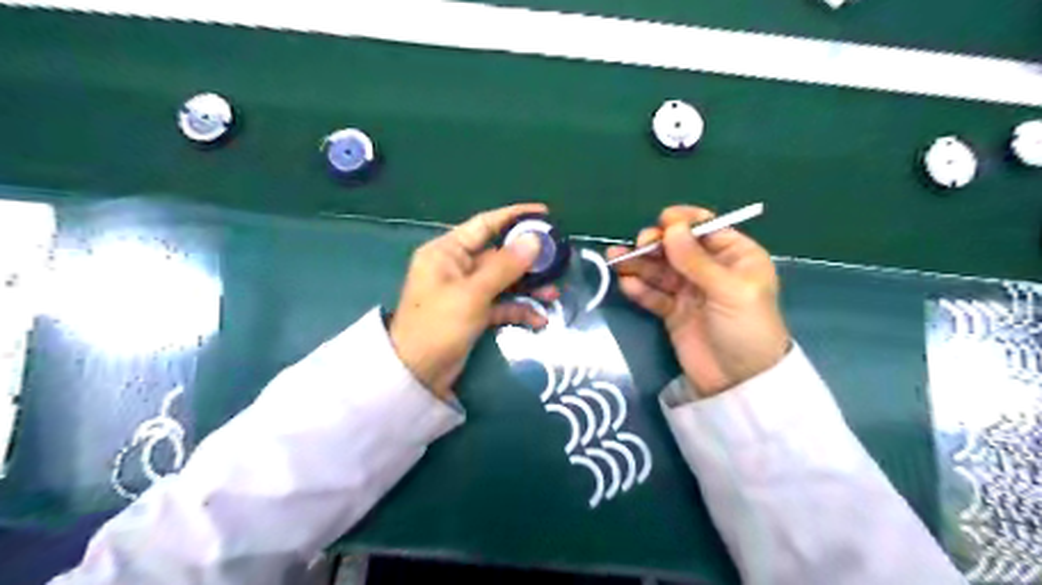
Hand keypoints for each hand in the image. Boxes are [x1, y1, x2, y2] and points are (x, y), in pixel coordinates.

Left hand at [390, 204, 557, 399]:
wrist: (417, 374)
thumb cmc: (438, 325)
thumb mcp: (473, 293)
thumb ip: (505, 266)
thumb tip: (535, 240)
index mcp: (447, 252)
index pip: (485, 224)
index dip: (514, 216)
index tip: (544, 214)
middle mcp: (457, 266)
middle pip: (500, 254)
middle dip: (529, 261)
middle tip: (558, 261)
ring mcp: (466, 290)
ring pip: (504, 281)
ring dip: (528, 288)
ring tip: (554, 295)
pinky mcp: (474, 312)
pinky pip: (501, 304)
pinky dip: (518, 309)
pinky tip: (538, 320)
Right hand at [603, 205, 790, 396]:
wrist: (739, 382)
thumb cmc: (746, 329)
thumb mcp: (729, 290)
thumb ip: (696, 260)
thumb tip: (671, 228)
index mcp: (736, 256)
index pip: (707, 229)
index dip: (683, 223)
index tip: (662, 223)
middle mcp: (711, 270)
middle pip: (677, 248)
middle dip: (656, 244)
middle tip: (639, 246)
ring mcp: (690, 292)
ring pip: (660, 270)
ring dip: (638, 264)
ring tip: (614, 260)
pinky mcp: (673, 312)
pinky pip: (653, 294)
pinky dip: (639, 289)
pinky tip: (626, 284)